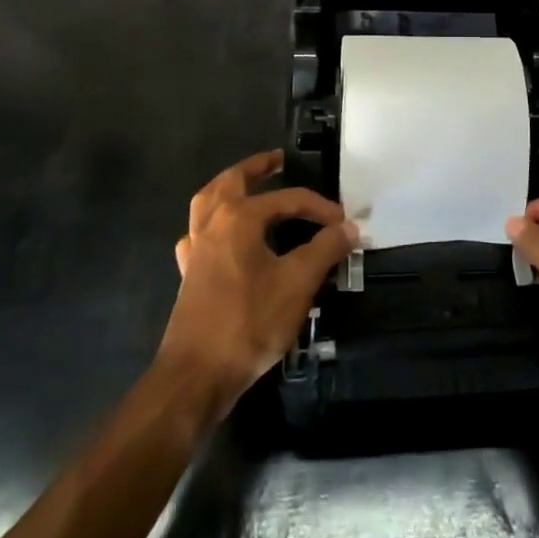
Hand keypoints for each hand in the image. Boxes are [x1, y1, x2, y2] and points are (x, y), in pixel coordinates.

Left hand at [162, 151, 357, 418]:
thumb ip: (325, 249)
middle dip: (257, 168)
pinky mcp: (189, 274)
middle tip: (278, 161)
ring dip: (229, 188)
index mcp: (239, 218)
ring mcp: (196, 249)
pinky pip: (199, 235)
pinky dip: (213, 224)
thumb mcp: (298, 283)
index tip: (344, 222)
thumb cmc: (249, 322)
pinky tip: (224, 236)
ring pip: (208, 202)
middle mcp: (213, 224)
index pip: (288, 199)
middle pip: (232, 181)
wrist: (197, 375)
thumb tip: (349, 227)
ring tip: (249, 186)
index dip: (319, 207)